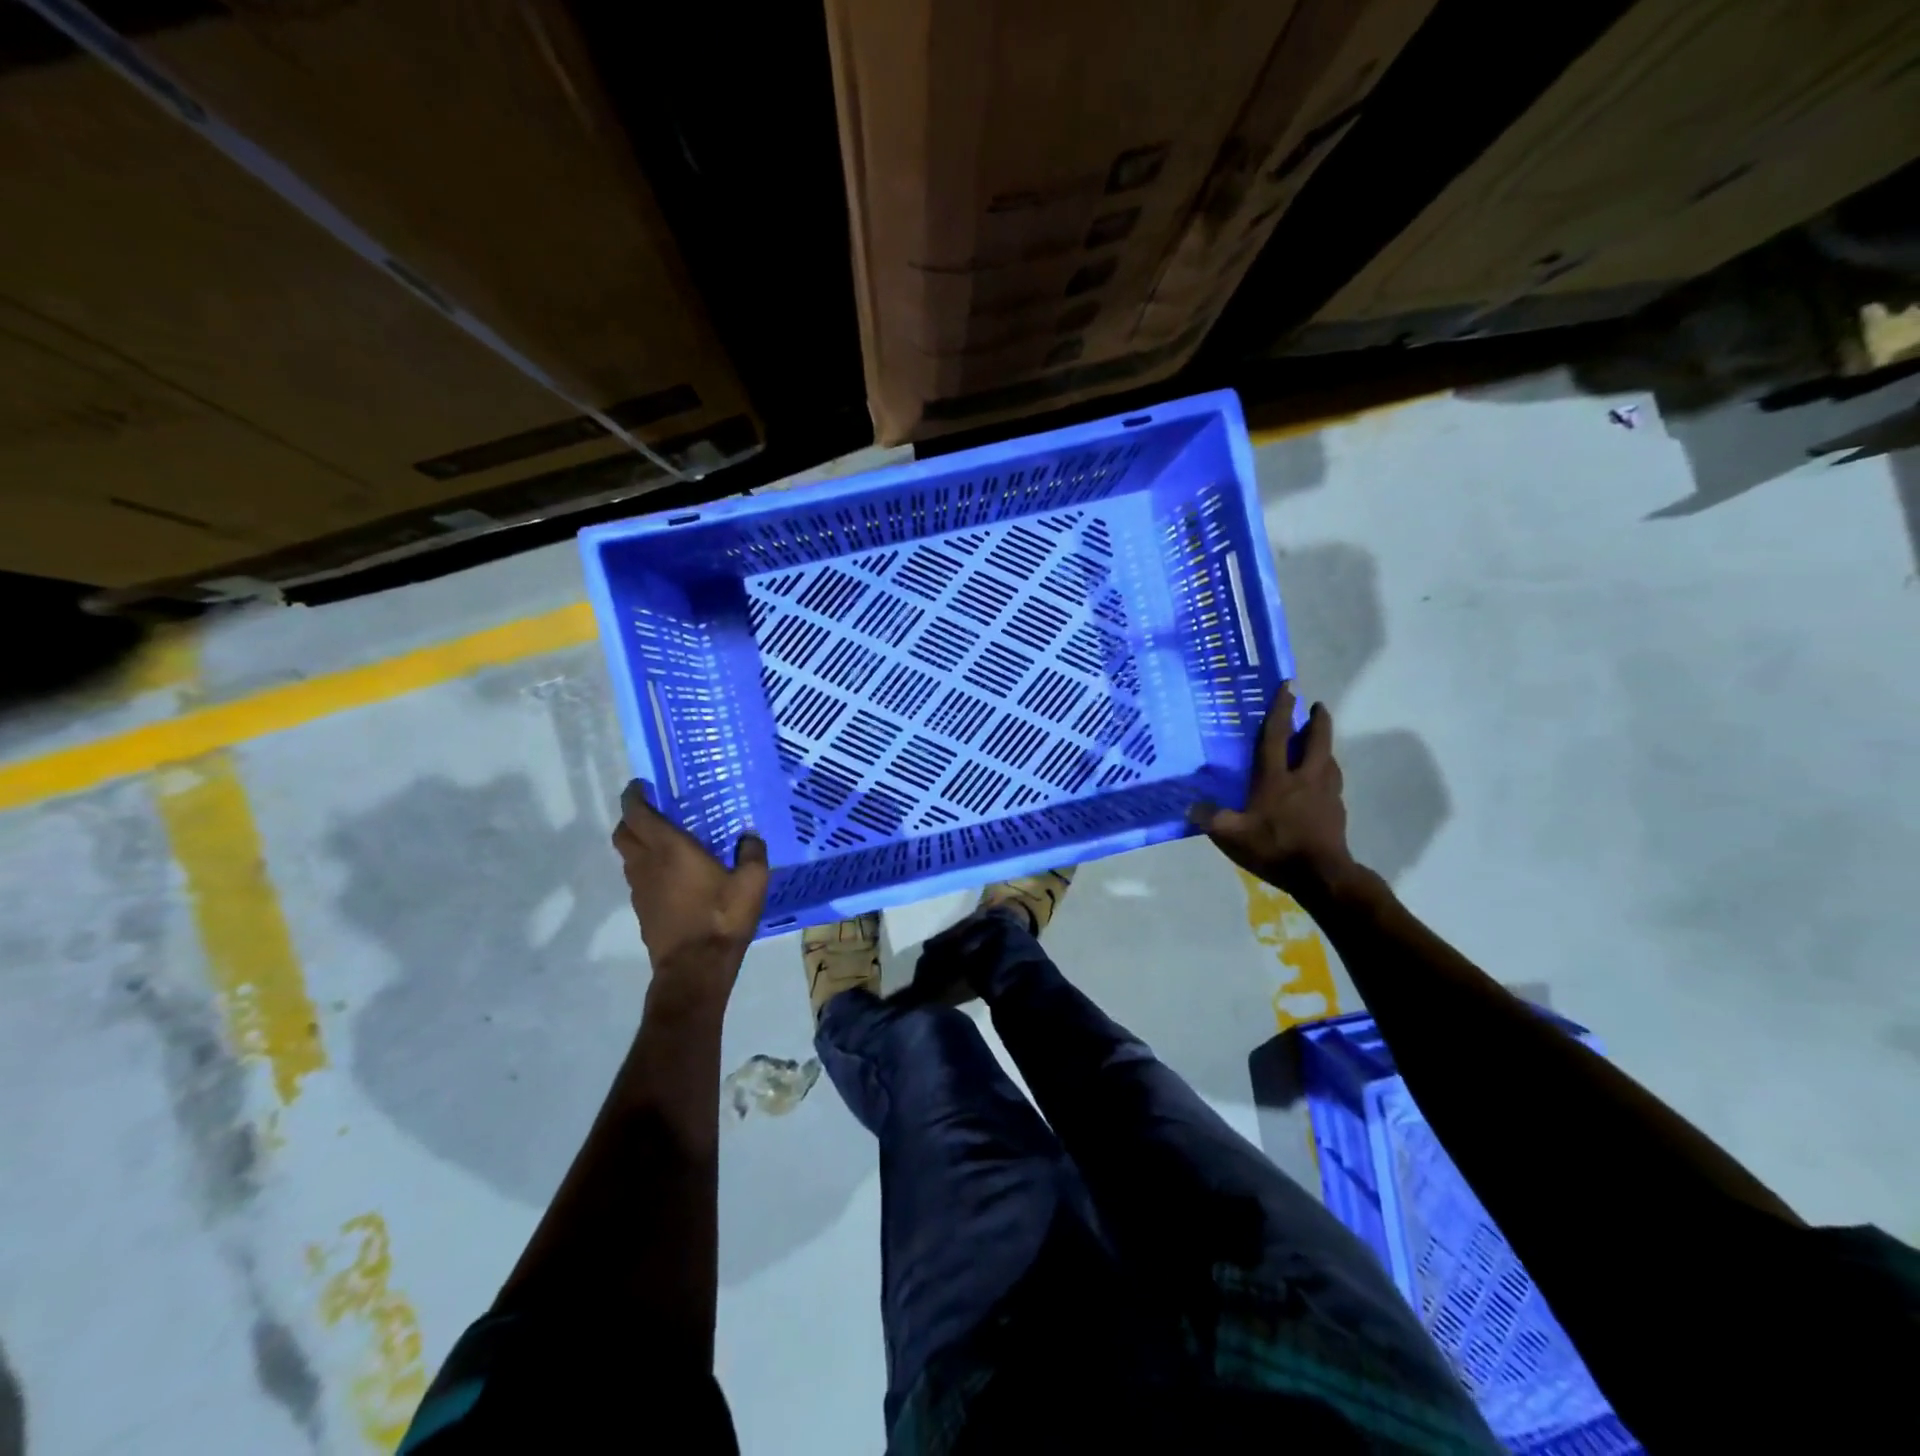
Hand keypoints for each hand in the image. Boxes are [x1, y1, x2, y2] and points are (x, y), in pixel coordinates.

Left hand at [611, 781, 767, 1004]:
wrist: (695, 969)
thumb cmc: (722, 918)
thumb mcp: (752, 882)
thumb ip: (752, 853)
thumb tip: (749, 836)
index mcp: (670, 848)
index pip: (637, 813)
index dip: (634, 796)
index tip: (642, 785)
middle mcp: (647, 864)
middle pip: (623, 833)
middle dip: (632, 818)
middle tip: (654, 812)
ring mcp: (640, 890)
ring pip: (628, 857)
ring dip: (639, 844)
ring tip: (666, 842)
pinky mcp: (642, 911)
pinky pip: (638, 879)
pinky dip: (647, 869)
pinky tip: (673, 876)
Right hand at [1194, 682, 1355, 897]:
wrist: (1322, 874)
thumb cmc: (1275, 847)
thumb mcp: (1233, 835)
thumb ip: (1211, 818)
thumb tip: (1190, 806)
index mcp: (1276, 778)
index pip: (1276, 737)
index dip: (1280, 710)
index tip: (1289, 686)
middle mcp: (1304, 778)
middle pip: (1316, 741)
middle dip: (1317, 721)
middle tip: (1316, 706)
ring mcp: (1325, 793)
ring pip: (1328, 760)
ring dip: (1324, 746)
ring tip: (1318, 742)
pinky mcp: (1336, 810)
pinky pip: (1332, 782)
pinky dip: (1327, 772)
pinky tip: (1322, 781)